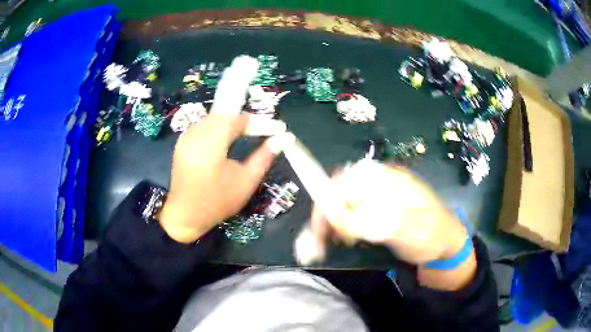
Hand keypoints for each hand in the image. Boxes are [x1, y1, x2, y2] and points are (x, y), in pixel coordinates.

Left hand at [158, 114, 279, 242]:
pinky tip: (226, 135)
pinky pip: (203, 125)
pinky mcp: (182, 142)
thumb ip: (264, 156)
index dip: (257, 121)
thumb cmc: (217, 203)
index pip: (236, 120)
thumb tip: (283, 138)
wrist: (185, 216)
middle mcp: (196, 135)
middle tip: (262, 128)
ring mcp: (186, 138)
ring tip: (248, 130)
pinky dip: (217, 126)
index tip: (275, 127)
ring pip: (212, 118)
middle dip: (244, 119)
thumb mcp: (246, 182)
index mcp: (211, 145)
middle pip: (223, 115)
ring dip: (230, 121)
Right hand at [306, 161, 475, 289]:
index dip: (326, 200)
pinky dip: (338, 230)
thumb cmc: (431, 235)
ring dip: (328, 225)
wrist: (446, 247)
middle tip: (316, 244)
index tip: (319, 227)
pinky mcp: (376, 214)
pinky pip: (350, 218)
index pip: (345, 180)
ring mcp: (377, 200)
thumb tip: (332, 214)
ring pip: (342, 206)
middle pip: (339, 193)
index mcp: (386, 180)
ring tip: (321, 247)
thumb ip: (369, 220)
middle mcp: (378, 185)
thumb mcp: (403, 228)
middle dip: (324, 217)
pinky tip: (339, 242)